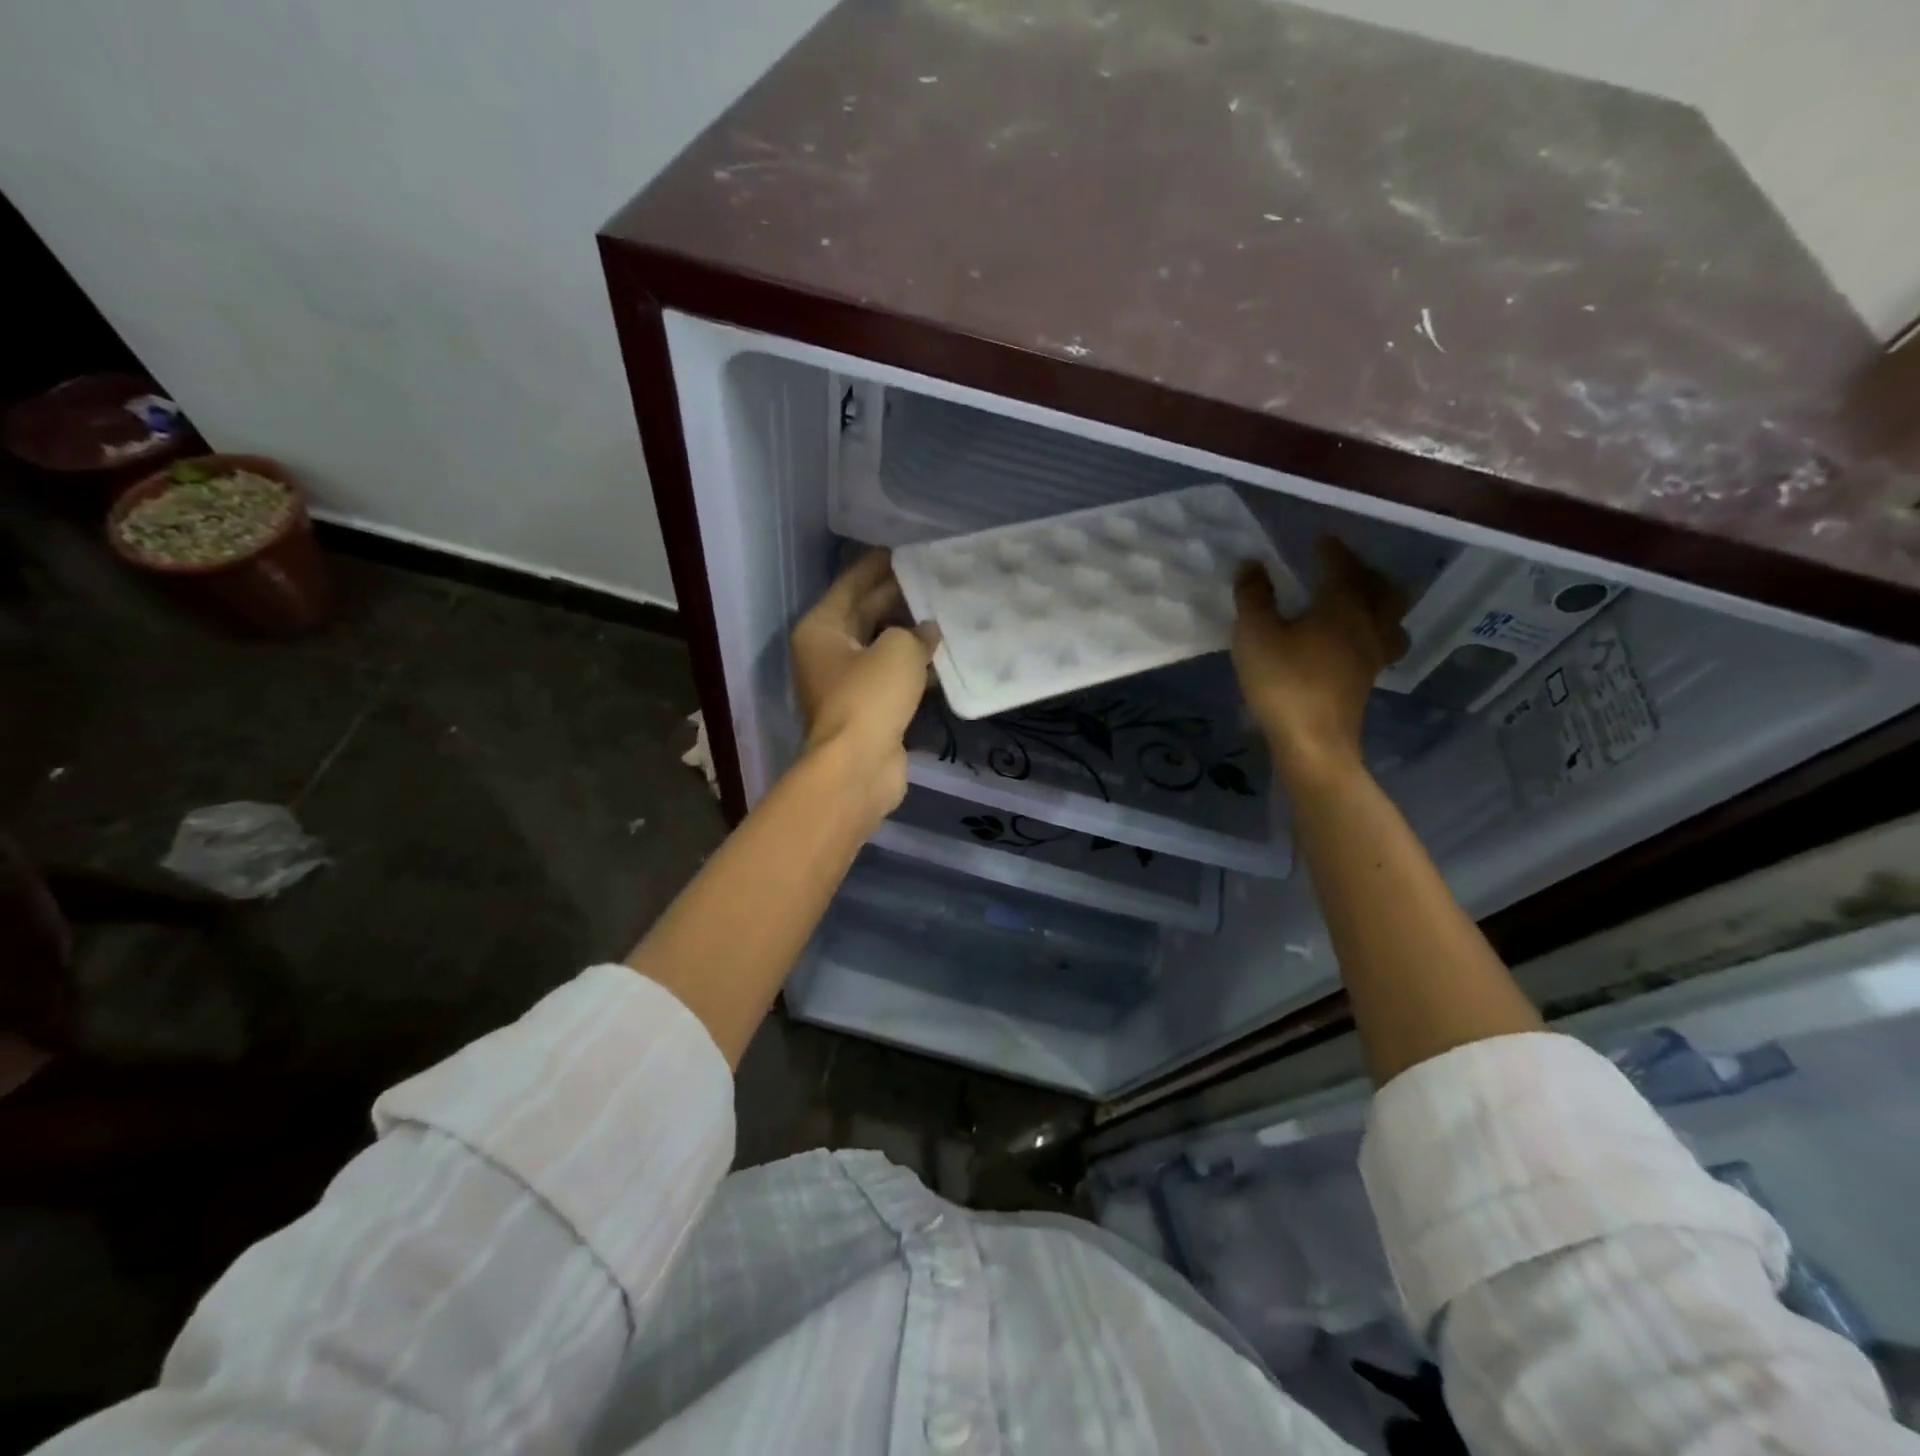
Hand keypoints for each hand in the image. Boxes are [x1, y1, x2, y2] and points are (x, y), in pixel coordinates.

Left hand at [791, 549, 937, 815]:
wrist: (858, 767)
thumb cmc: (869, 697)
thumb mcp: (897, 650)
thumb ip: (916, 633)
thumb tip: (928, 631)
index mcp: (822, 628)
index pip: (851, 585)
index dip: (877, 566)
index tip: (904, 552)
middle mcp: (828, 652)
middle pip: (865, 614)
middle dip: (897, 598)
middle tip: (933, 580)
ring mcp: (846, 684)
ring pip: (881, 648)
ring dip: (909, 635)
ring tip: (946, 614)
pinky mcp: (867, 710)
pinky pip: (892, 677)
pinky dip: (913, 668)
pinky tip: (944, 658)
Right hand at [1233, 538, 1408, 782]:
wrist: (1312, 742)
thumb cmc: (1283, 682)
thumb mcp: (1255, 634)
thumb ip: (1253, 597)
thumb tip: (1252, 566)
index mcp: (1343, 606)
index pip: (1344, 567)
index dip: (1333, 551)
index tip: (1322, 540)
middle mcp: (1368, 624)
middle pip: (1384, 590)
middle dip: (1367, 573)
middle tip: (1345, 569)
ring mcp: (1373, 656)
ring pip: (1391, 619)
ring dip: (1380, 603)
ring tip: (1359, 603)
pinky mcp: (1367, 681)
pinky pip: (1381, 644)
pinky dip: (1372, 632)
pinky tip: (1351, 641)